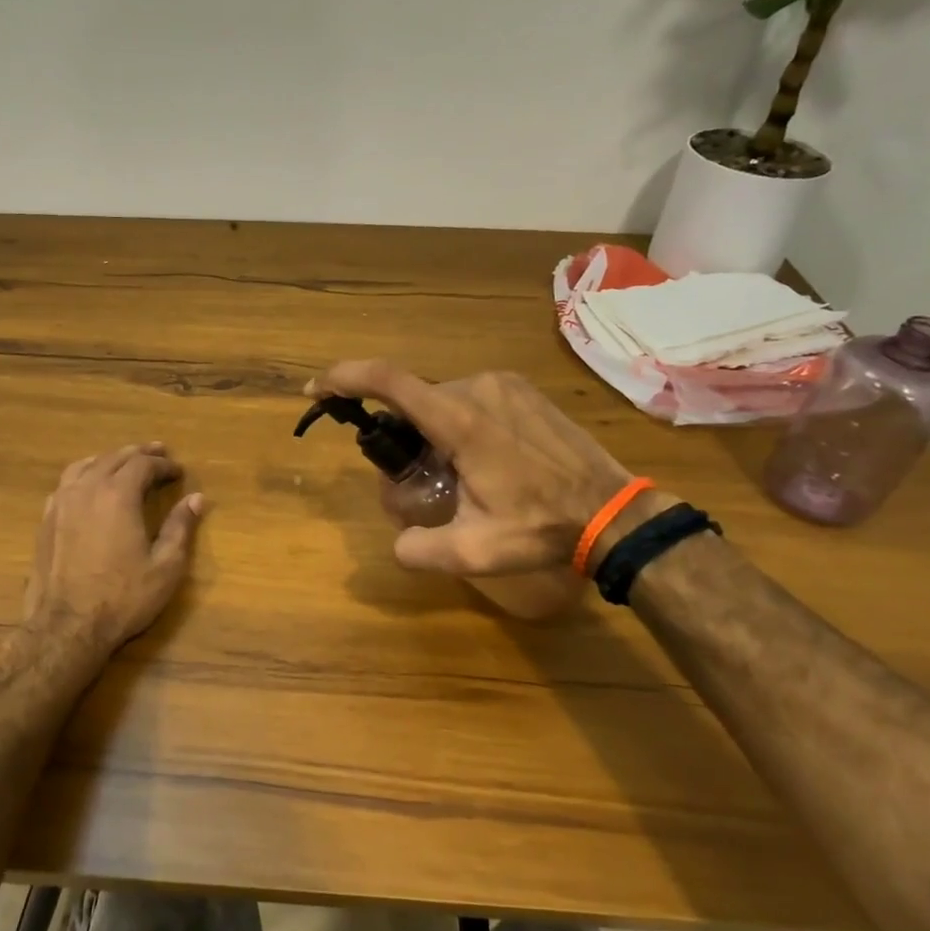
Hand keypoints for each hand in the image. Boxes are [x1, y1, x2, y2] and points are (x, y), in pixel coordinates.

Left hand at [22, 443, 206, 652]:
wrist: (67, 627)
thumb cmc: (123, 598)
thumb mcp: (165, 567)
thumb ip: (180, 528)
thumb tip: (196, 498)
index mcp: (119, 495)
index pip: (143, 465)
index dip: (163, 465)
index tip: (178, 471)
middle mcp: (88, 489)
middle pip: (114, 457)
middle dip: (138, 454)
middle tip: (157, 453)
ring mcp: (62, 503)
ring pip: (86, 465)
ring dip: (109, 459)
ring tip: (123, 461)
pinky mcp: (46, 520)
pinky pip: (66, 483)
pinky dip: (84, 474)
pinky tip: (88, 485)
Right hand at [307, 361, 635, 575]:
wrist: (614, 512)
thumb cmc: (542, 528)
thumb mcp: (474, 552)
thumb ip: (420, 549)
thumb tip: (398, 542)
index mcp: (462, 422)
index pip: (390, 381)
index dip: (344, 378)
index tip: (315, 389)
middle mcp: (479, 389)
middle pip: (414, 401)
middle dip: (399, 434)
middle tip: (414, 479)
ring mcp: (505, 385)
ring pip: (442, 400)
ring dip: (431, 432)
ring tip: (456, 476)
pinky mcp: (523, 390)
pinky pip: (470, 398)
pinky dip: (457, 423)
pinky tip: (482, 461)